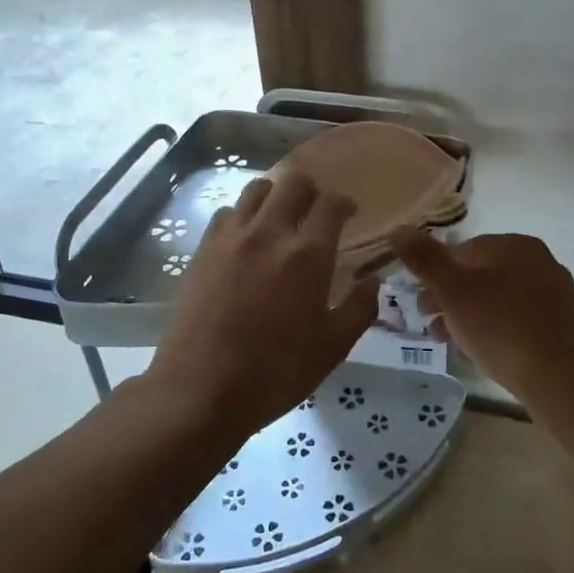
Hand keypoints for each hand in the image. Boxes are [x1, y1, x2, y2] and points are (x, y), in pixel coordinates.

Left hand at [148, 173, 377, 439]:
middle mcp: (270, 232)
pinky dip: (242, 216)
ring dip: (275, 196)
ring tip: (280, 219)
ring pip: (256, 189)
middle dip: (311, 190)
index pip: (331, 203)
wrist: (200, 390)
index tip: (349, 214)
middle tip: (315, 213)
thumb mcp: (332, 348)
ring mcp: (231, 237)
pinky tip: (246, 240)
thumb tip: (373, 281)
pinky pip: (226, 213)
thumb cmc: (275, 372)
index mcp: (308, 254)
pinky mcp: (203, 249)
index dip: (344, 202)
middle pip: (293, 181)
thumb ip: (359, 308)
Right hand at [390, 230, 573, 399]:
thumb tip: (399, 230)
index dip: (435, 273)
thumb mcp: (454, 291)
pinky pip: (516, 319)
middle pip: (480, 274)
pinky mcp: (559, 325)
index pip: (463, 250)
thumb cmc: (502, 327)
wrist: (561, 380)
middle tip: (429, 320)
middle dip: (450, 296)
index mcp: (516, 245)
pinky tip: (478, 350)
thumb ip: (425, 260)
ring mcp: (553, 294)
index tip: (420, 299)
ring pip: (497, 298)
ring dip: (468, 314)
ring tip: (448, 339)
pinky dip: (493, 328)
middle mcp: (539, 262)